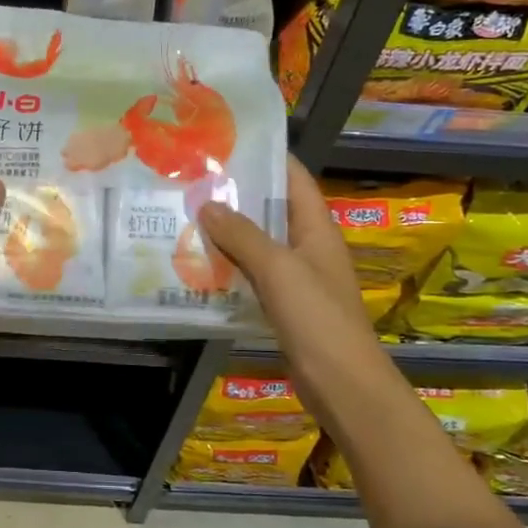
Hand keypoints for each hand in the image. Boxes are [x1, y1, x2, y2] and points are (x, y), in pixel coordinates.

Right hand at [198, 159, 377, 366]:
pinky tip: (199, 265)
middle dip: (237, 195)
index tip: (226, 144)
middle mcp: (309, 247)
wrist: (341, 383)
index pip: (294, 178)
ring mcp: (298, 278)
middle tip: (192, 182)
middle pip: (272, 210)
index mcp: (317, 229)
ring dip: (228, 233)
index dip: (267, 157)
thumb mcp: (278, 269)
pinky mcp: (285, 306)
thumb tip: (207, 203)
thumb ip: (242, 235)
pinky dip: (230, 267)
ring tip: (186, 216)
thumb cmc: (316, 318)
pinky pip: (253, 276)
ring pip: (259, 244)